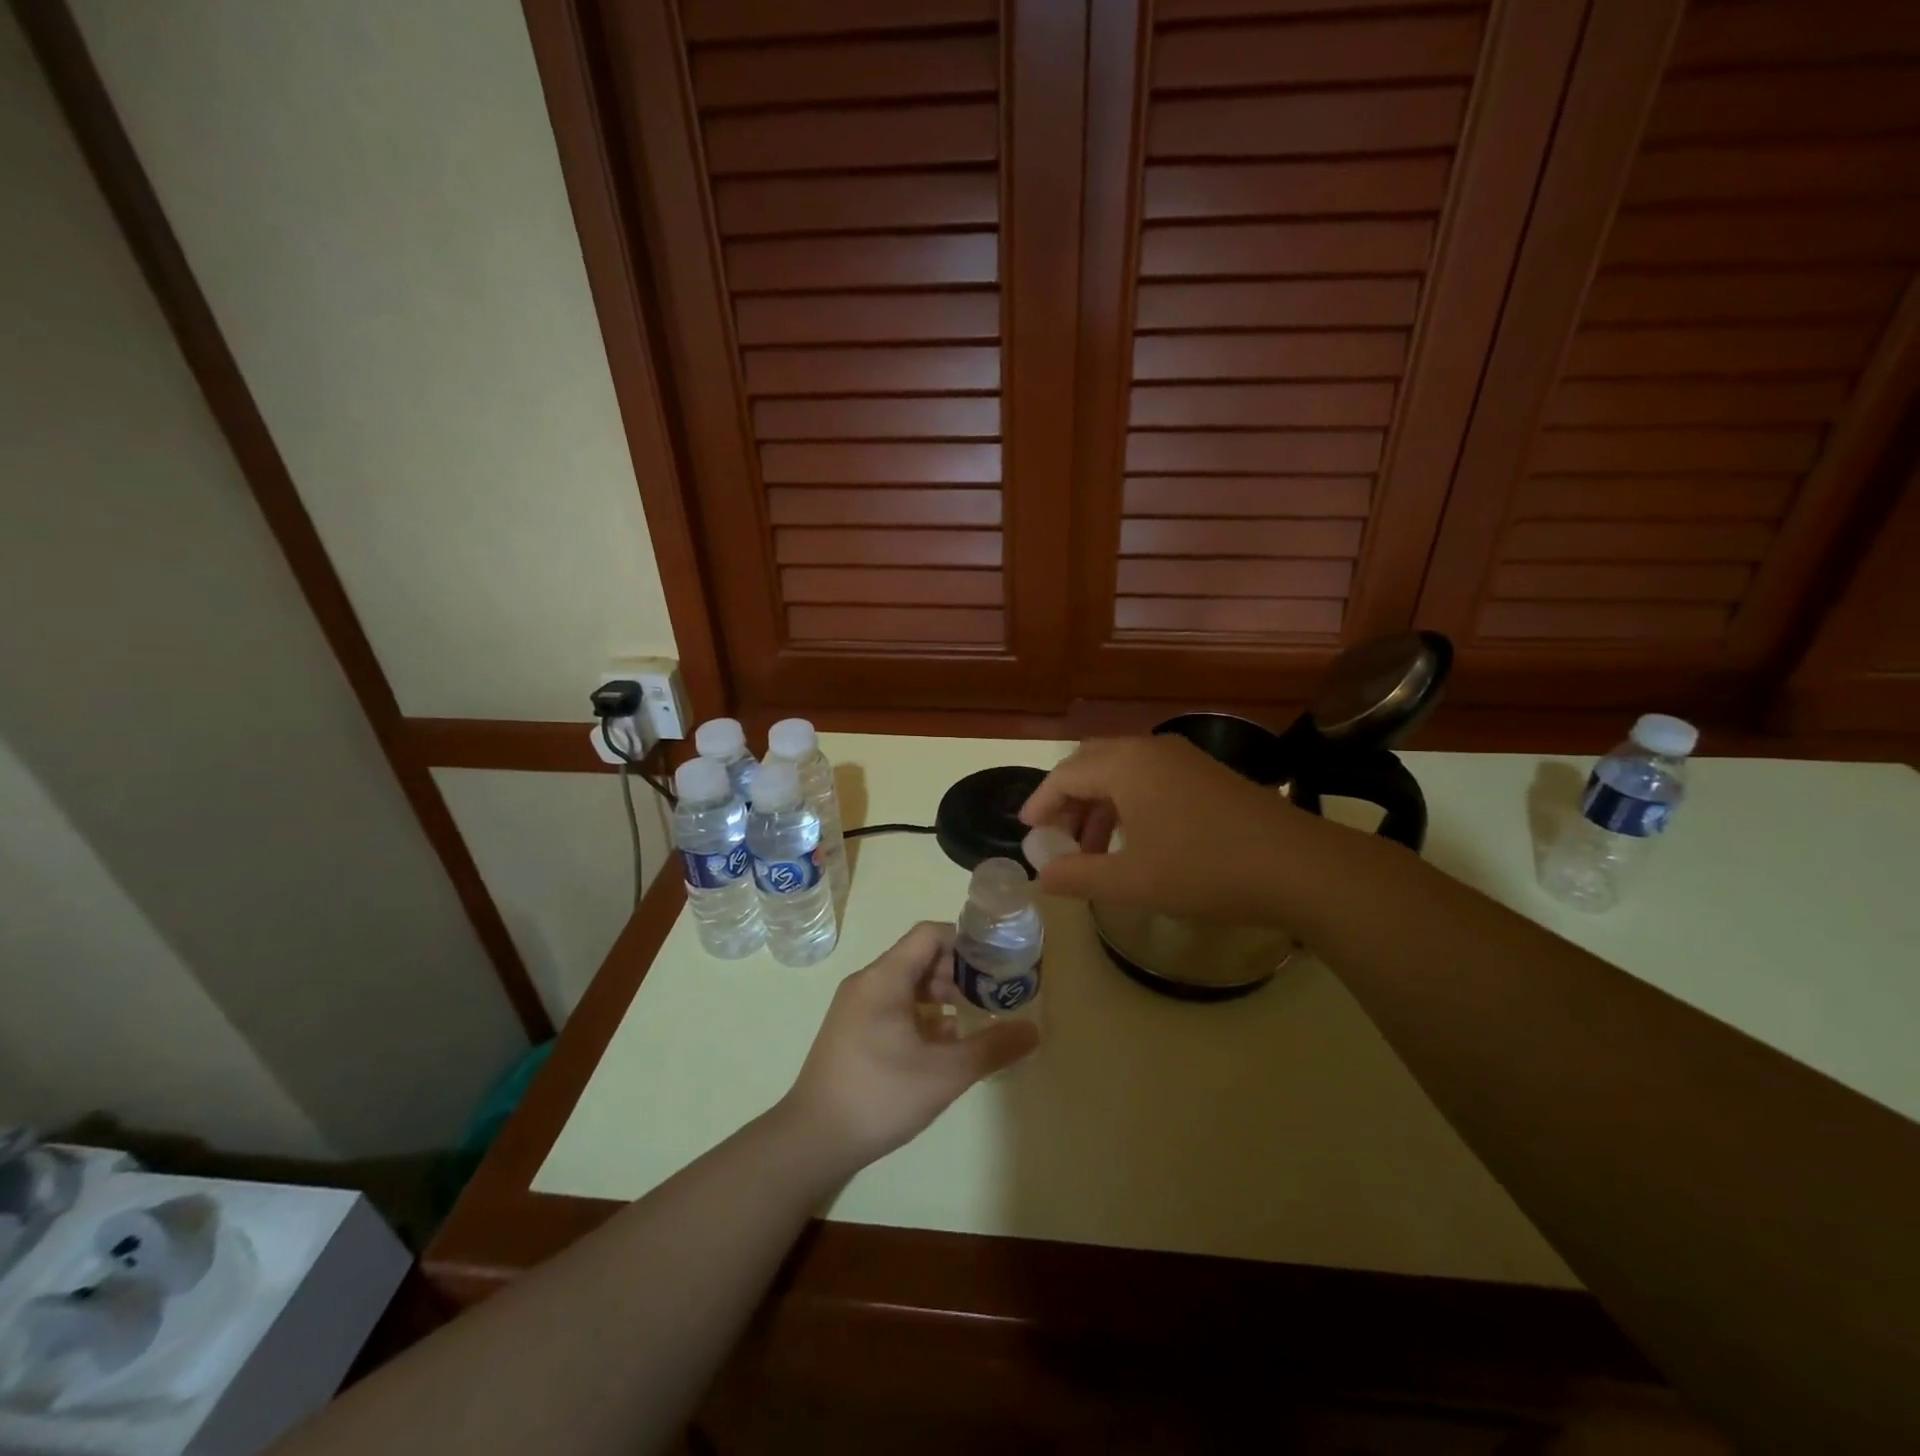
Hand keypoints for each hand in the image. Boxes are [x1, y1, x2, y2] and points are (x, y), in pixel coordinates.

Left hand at [778, 923, 1037, 1180]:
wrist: (812, 1139)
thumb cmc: (879, 1095)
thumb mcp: (944, 1073)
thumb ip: (991, 1047)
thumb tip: (1034, 1030)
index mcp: (884, 977)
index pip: (930, 935)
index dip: (966, 941)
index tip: (997, 961)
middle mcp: (868, 982)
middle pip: (920, 957)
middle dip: (959, 971)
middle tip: (993, 994)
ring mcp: (856, 1007)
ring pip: (908, 984)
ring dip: (942, 995)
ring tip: (974, 1019)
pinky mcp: (853, 1030)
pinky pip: (894, 1006)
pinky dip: (922, 1014)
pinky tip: (944, 1044)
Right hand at [1020, 736, 1302, 921]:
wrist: (1297, 866)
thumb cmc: (1204, 870)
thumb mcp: (1132, 881)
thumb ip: (1079, 876)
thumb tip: (1041, 877)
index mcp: (1125, 765)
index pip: (1065, 775)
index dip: (1041, 803)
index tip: (1027, 832)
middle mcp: (1149, 749)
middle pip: (1090, 764)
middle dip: (1068, 800)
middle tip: (1057, 839)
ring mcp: (1182, 758)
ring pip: (1121, 770)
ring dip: (1098, 804)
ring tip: (1093, 848)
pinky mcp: (1205, 772)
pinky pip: (1148, 776)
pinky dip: (1127, 802)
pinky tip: (1134, 839)